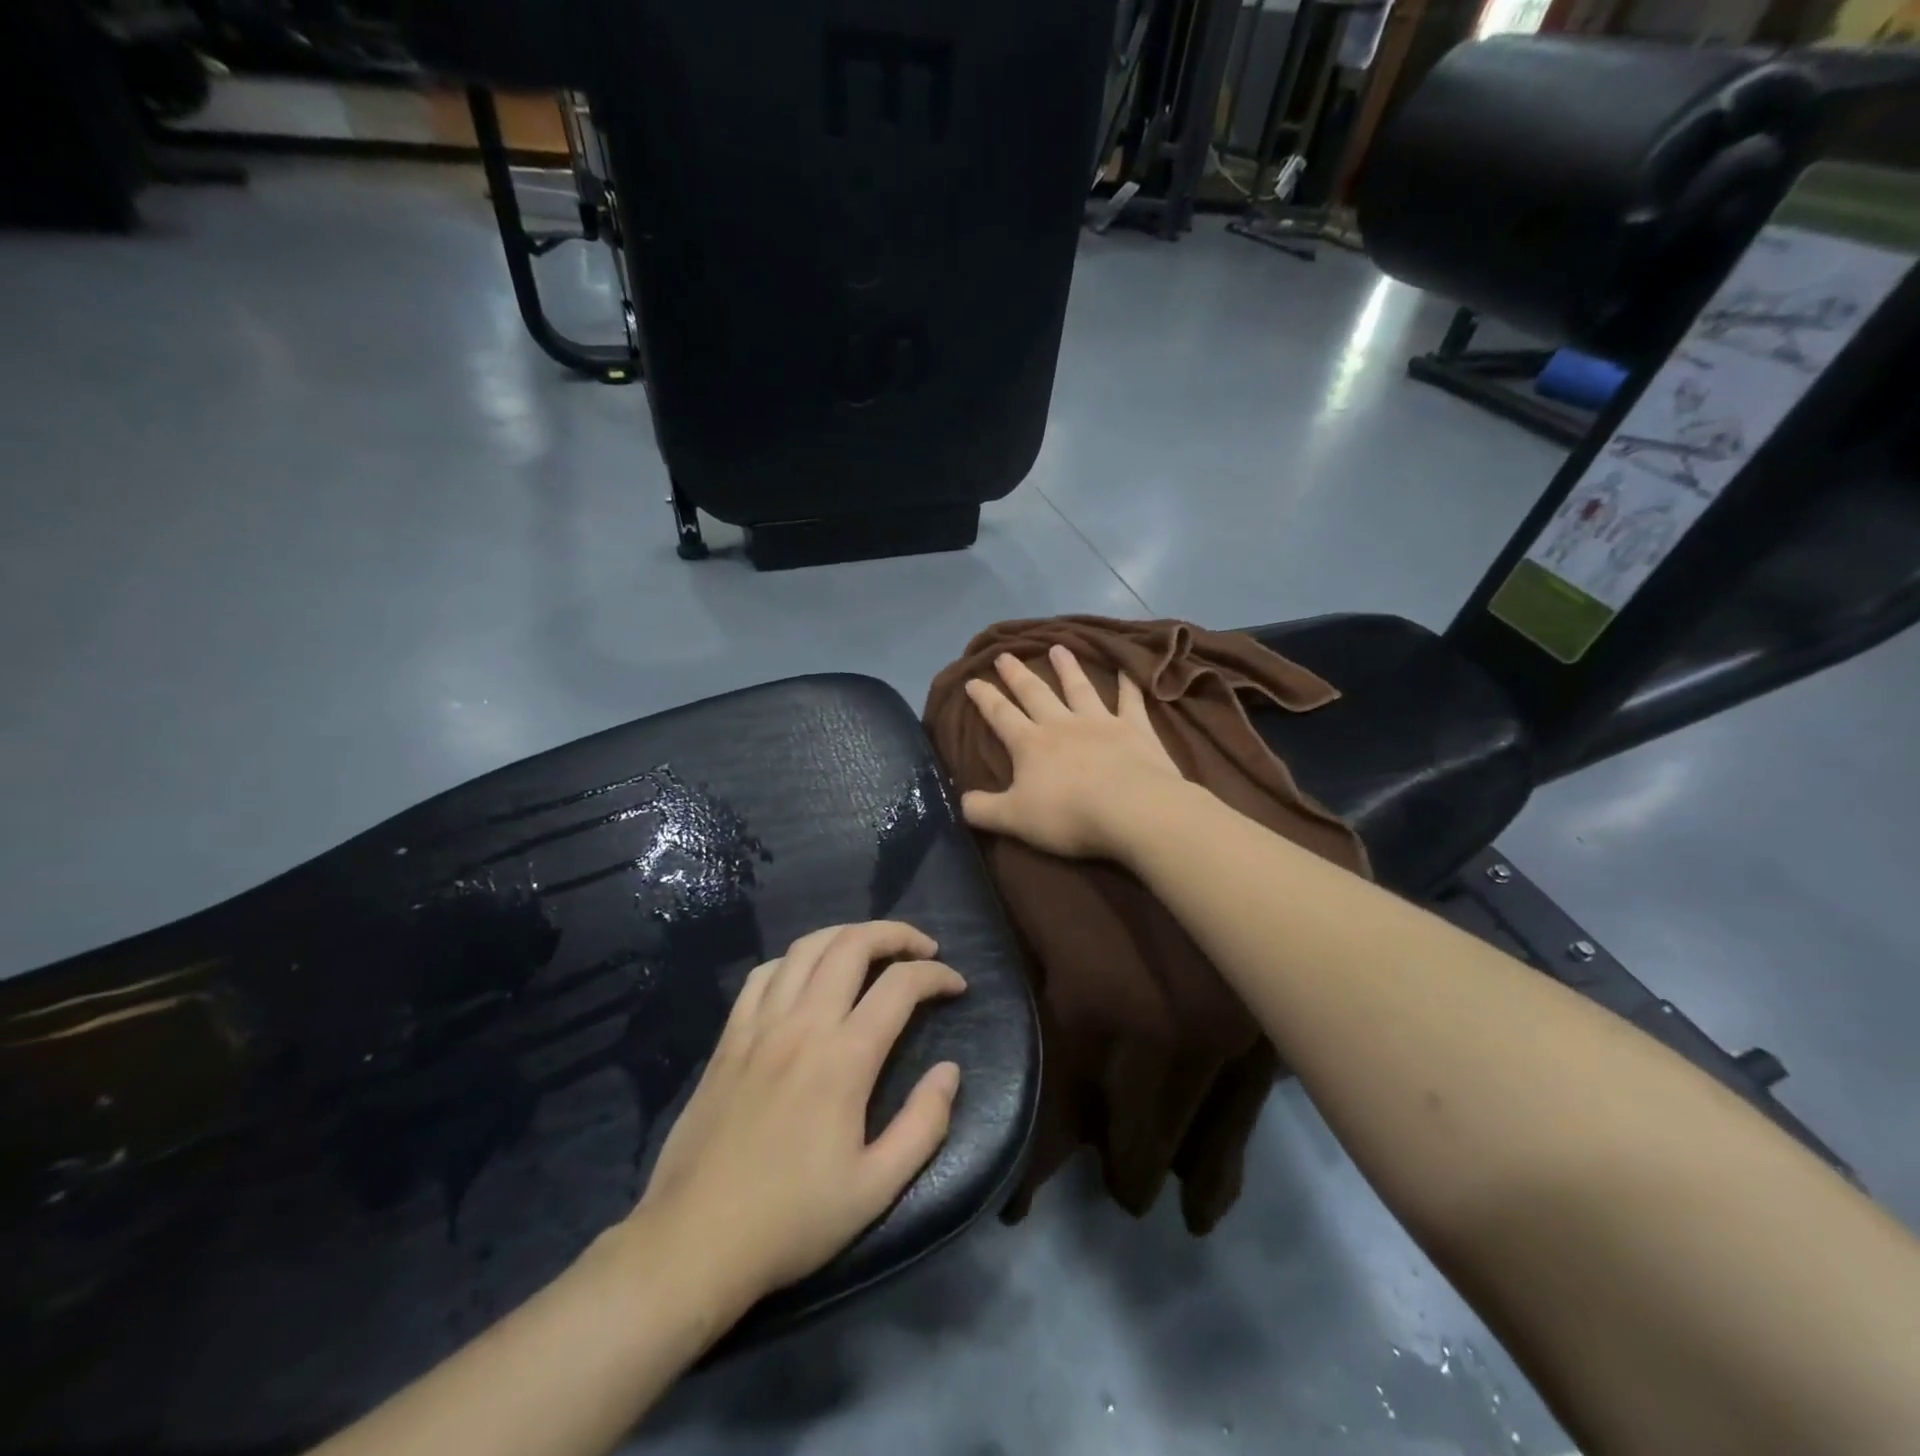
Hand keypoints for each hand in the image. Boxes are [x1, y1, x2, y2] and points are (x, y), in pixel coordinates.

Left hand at [633, 921, 964, 1310]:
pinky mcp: (728, 1037)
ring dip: (847, 935)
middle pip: (852, 945)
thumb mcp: (875, 1188)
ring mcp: (759, 1025)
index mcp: (844, 1058)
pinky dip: (795, 959)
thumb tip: (950, 1070)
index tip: (957, 986)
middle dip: (896, 934)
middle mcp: (802, 1025)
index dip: (936, 975)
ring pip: (806, 947)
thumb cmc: (791, 1220)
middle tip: (923, 949)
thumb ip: (923, 1124)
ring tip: (872, 947)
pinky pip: (764, 974)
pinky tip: (808, 975)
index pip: (900, 985)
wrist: (693, 1242)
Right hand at [961, 644, 1187, 860]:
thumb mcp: (1014, 819)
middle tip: (1005, 654)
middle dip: (1017, 674)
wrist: (1132, 810)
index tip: (972, 680)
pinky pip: (1130, 700)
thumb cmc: (1069, 815)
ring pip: (1079, 688)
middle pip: (1035, 693)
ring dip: (1067, 668)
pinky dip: (1128, 684)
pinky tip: (1127, 669)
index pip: (1001, 715)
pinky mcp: (1135, 728)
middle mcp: (1062, 724)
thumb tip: (961, 801)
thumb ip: (983, 810)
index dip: (984, 697)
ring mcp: (1100, 722)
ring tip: (1058, 648)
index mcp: (1030, 744)